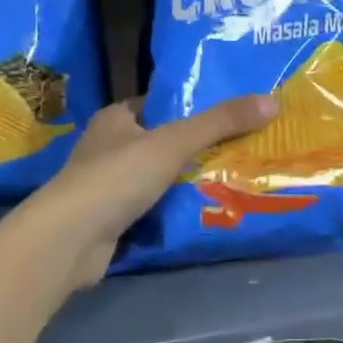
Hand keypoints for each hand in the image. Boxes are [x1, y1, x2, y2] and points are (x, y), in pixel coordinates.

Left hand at [36, 94, 277, 292]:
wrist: (70, 241)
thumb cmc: (117, 176)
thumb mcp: (175, 141)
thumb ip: (221, 122)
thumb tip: (273, 101)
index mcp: (115, 119)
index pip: (159, 104)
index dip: (191, 106)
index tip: (230, 111)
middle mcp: (108, 148)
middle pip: (162, 142)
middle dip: (196, 147)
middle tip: (242, 146)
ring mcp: (108, 187)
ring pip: (158, 178)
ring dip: (187, 181)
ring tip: (235, 178)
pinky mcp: (111, 221)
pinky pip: (153, 209)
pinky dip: (174, 211)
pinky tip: (206, 212)